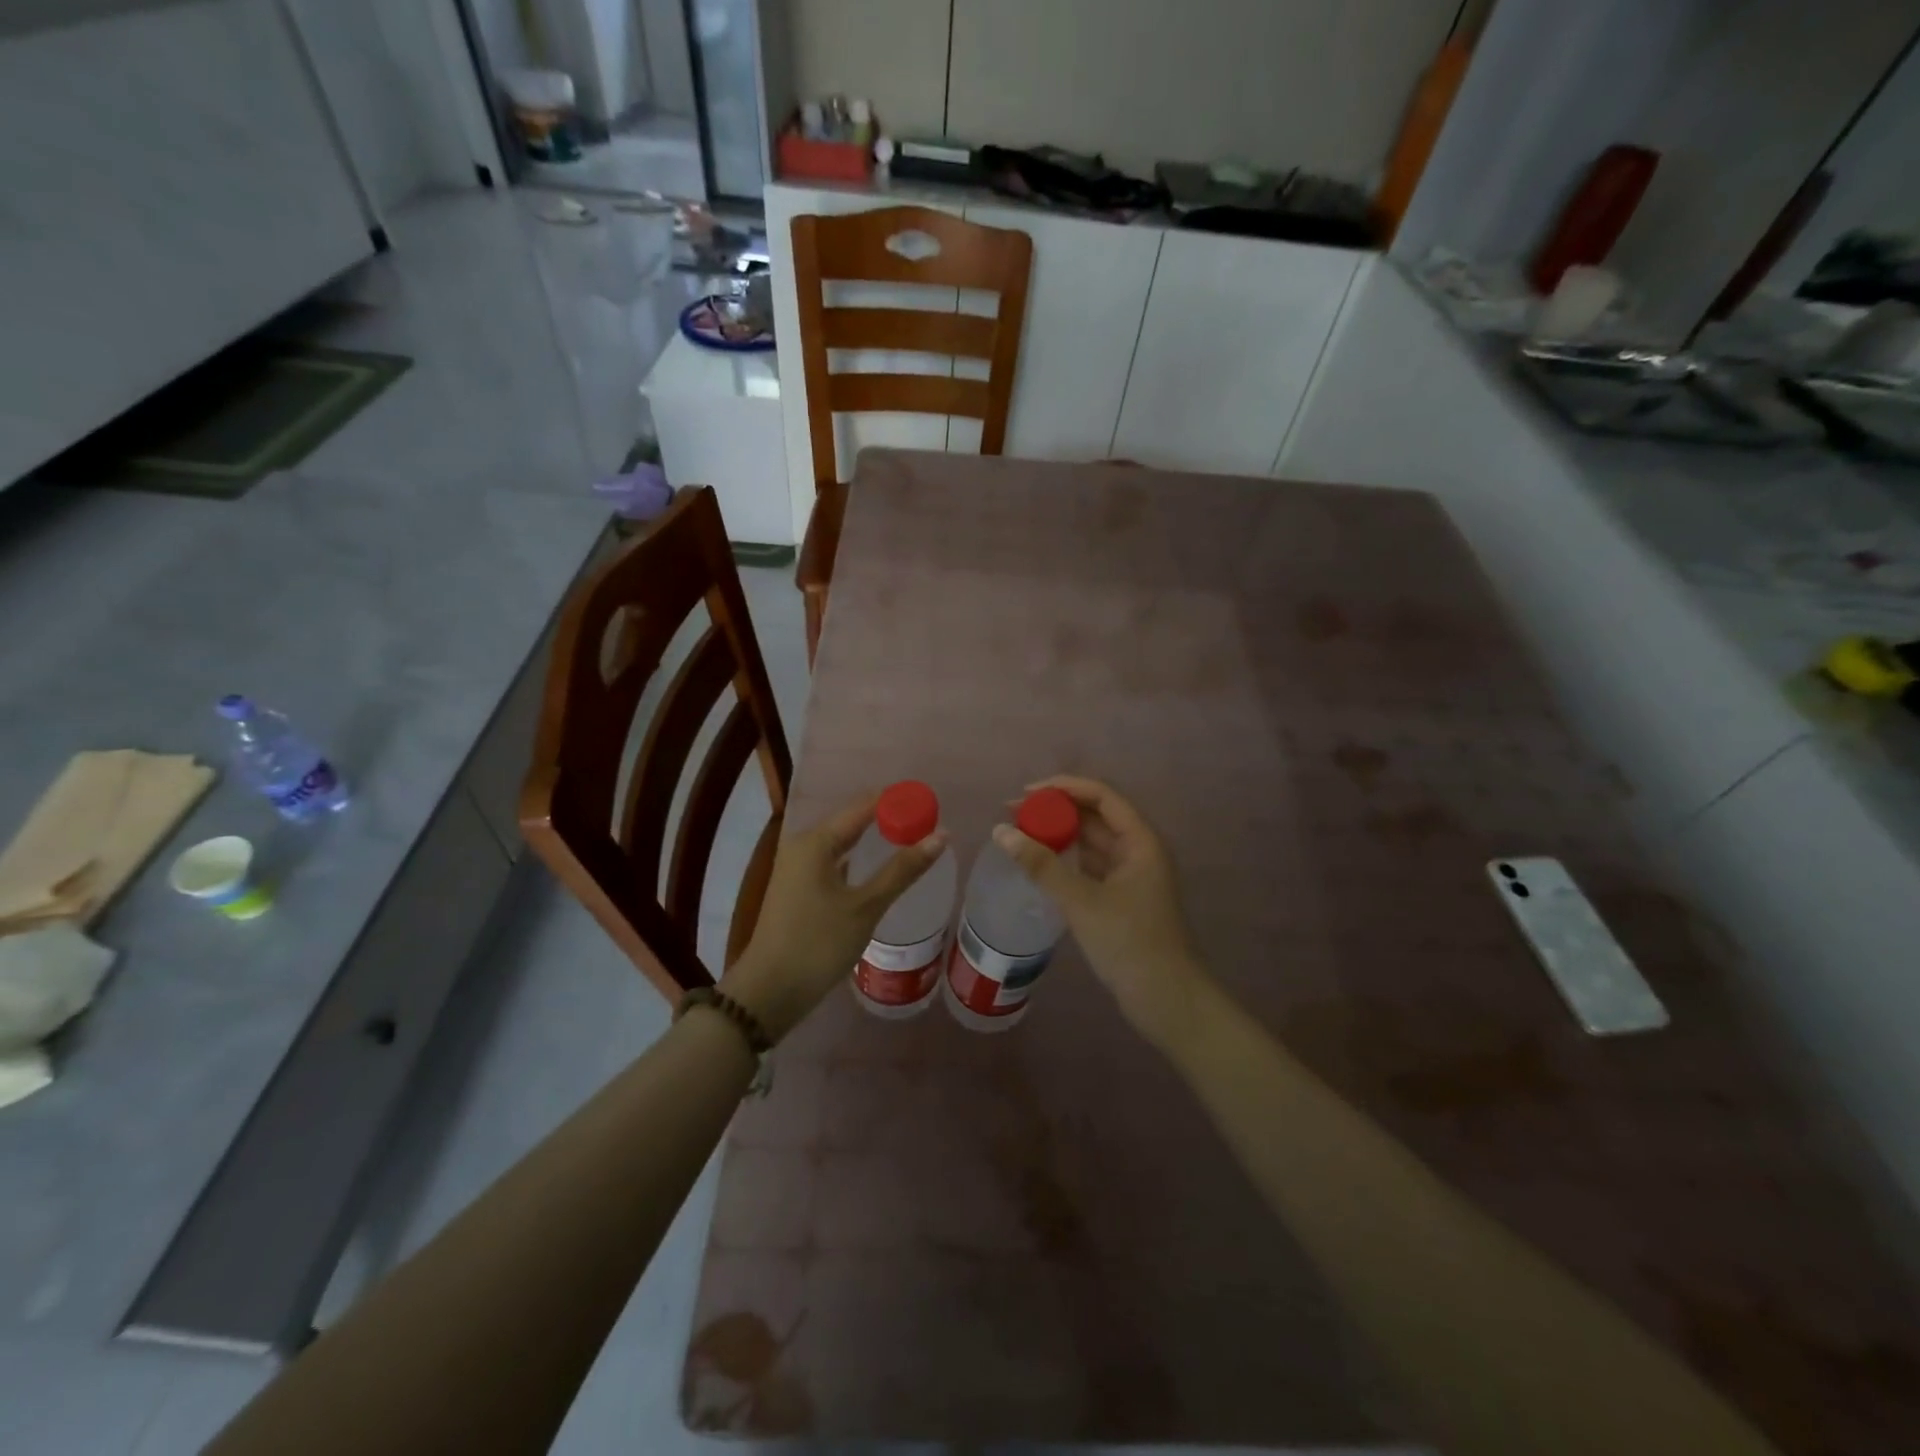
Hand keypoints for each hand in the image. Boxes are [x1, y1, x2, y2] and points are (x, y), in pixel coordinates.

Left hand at [721, 791, 946, 1041]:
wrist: (769, 992)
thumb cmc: (818, 944)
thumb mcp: (866, 907)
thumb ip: (903, 869)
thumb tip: (942, 835)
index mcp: (815, 841)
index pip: (864, 806)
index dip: (897, 801)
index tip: (930, 802)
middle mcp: (803, 845)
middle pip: (853, 821)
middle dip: (888, 818)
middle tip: (927, 821)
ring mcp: (797, 867)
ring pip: (842, 842)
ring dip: (873, 840)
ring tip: (910, 838)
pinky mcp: (798, 888)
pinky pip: (834, 861)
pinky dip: (858, 860)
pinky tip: (877, 868)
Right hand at [993, 776, 1209, 1047]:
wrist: (1164, 998)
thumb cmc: (1129, 942)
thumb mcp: (1081, 901)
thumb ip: (1041, 865)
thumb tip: (1001, 832)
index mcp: (1140, 841)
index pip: (1101, 796)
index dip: (1064, 787)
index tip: (1025, 792)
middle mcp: (1137, 850)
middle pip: (1095, 816)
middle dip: (1055, 810)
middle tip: (1013, 814)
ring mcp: (1130, 875)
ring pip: (1090, 842)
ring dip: (1058, 834)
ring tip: (1019, 834)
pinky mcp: (1120, 898)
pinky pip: (1089, 866)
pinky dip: (1065, 860)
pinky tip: (1039, 863)